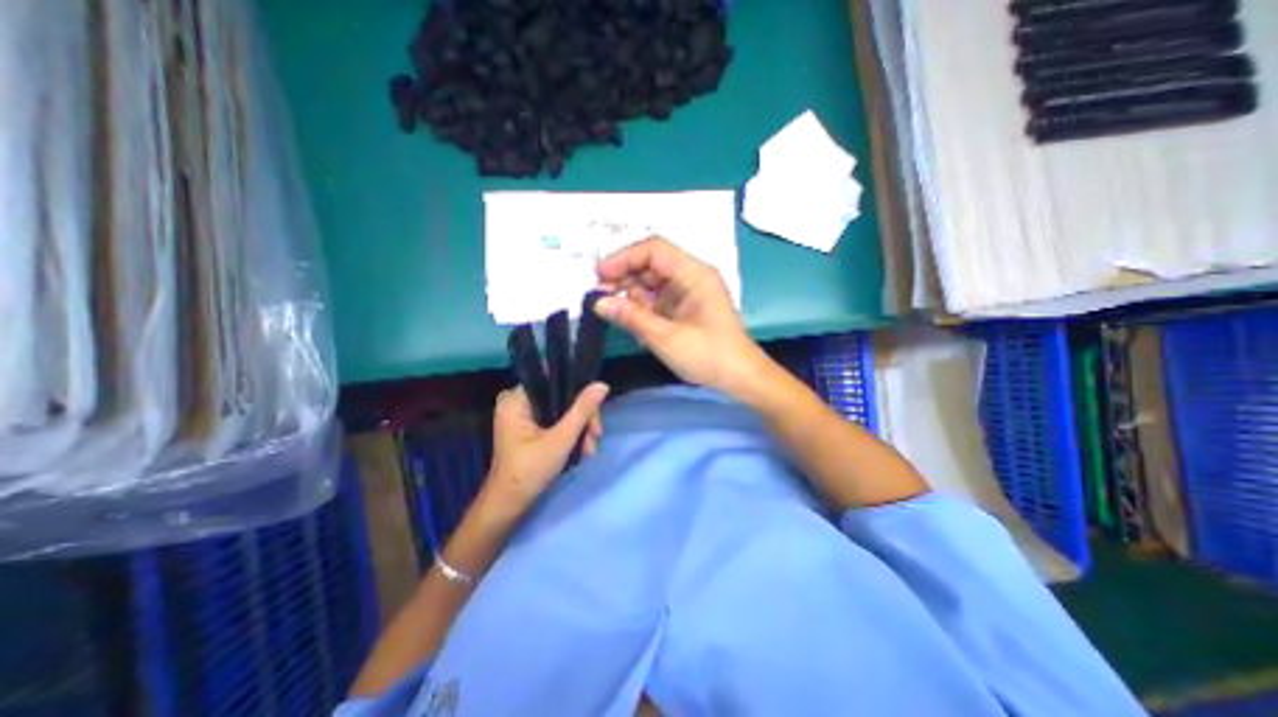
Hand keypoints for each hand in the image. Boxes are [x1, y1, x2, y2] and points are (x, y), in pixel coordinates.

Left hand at [478, 383, 606, 516]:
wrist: (508, 506)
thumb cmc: (529, 472)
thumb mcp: (560, 440)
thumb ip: (582, 411)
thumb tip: (602, 384)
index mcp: (516, 399)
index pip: (554, 381)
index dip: (579, 393)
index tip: (595, 415)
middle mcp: (517, 402)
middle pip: (560, 397)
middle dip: (582, 418)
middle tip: (595, 437)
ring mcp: (523, 416)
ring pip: (561, 410)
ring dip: (579, 429)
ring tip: (590, 450)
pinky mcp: (529, 428)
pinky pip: (555, 421)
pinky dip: (569, 434)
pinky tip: (582, 448)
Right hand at [596, 237, 772, 396]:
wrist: (741, 379)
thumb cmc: (708, 356)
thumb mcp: (665, 338)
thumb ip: (631, 317)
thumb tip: (598, 302)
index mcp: (694, 274)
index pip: (654, 250)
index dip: (624, 258)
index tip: (599, 276)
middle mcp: (691, 277)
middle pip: (651, 265)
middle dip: (625, 278)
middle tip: (601, 299)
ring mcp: (689, 293)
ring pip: (652, 284)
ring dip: (633, 297)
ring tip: (618, 316)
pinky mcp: (686, 309)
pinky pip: (658, 301)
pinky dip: (644, 310)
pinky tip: (635, 327)